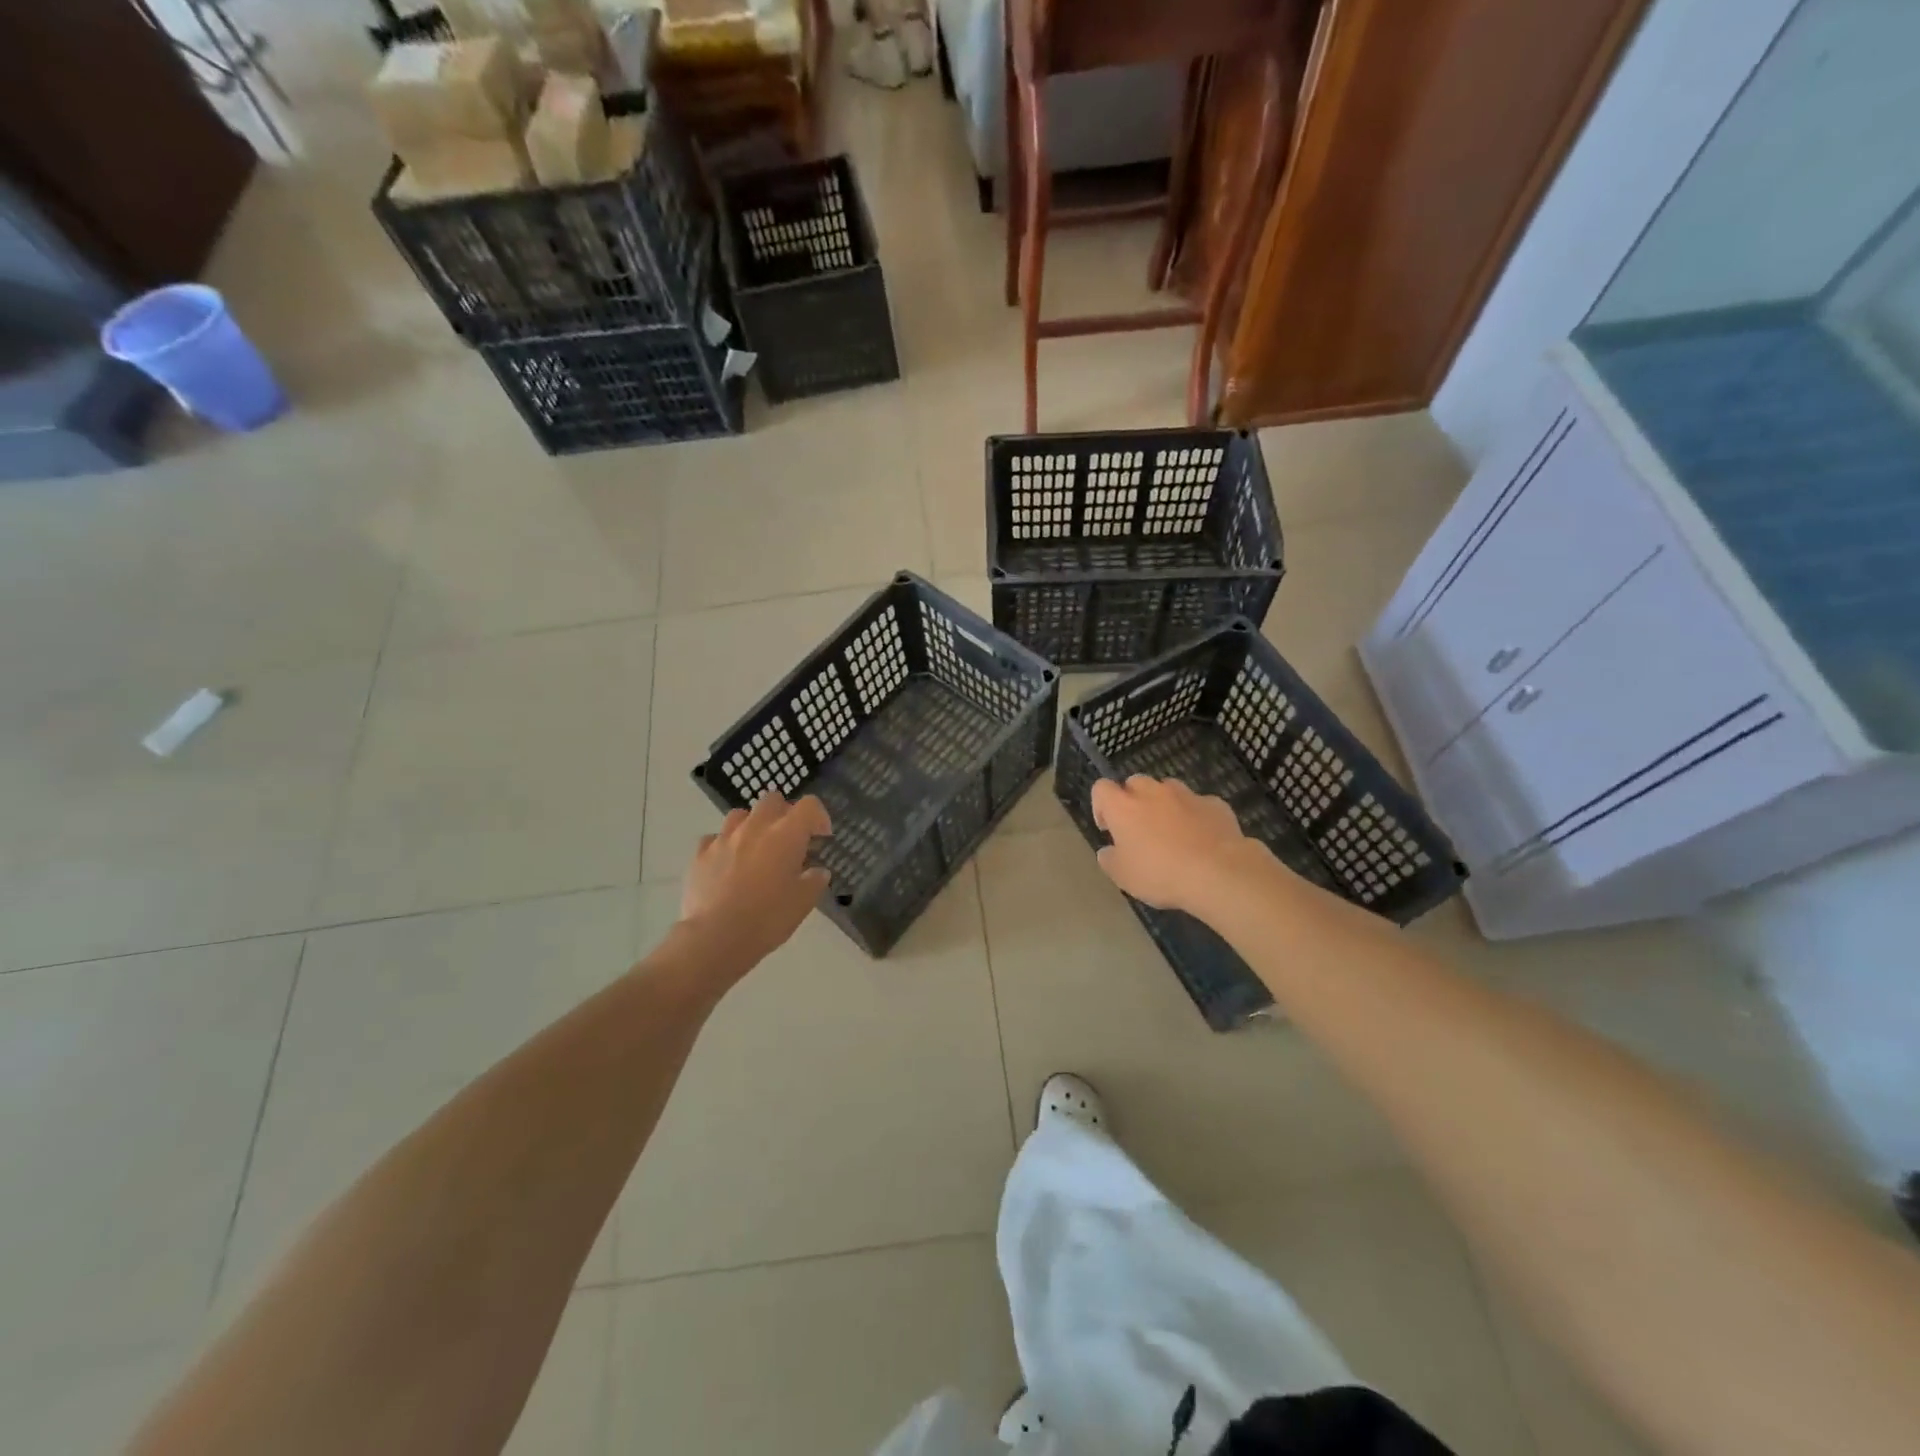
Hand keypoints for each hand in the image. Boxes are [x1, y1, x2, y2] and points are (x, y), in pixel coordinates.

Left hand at [680, 793, 832, 970]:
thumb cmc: (767, 918)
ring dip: (752, 825)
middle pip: (772, 800)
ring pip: (740, 814)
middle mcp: (755, 827)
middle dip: (783, 813)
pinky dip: (724, 845)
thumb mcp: (803, 903)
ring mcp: (724, 838)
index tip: (820, 837)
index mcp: (786, 834)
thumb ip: (814, 881)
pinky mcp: (700, 854)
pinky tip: (727, 863)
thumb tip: (817, 871)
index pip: (809, 805)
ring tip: (755, 848)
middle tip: (788, 839)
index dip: (819, 816)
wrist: (716, 938)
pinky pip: (714, 838)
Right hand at [1091, 775, 1259, 916]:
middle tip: (1140, 829)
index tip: (1108, 829)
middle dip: (1133, 800)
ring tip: (1172, 832)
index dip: (1101, 805)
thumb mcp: (1123, 876)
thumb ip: (1110, 859)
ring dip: (1164, 804)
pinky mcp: (1214, 803)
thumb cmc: (1160, 874)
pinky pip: (1198, 804)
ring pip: (1168, 789)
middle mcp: (1152, 792)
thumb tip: (1108, 851)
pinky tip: (1202, 838)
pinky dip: (1195, 815)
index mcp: (1123, 807)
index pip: (1101, 788)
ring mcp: (1186, 794)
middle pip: (1135, 782)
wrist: (1218, 873)